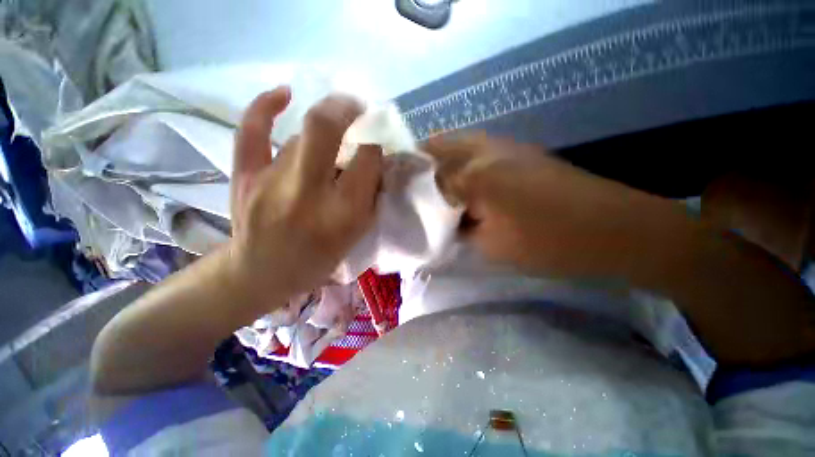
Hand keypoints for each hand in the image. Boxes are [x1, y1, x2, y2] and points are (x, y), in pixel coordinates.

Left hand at [228, 87, 382, 301]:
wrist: (263, 272)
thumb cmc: (319, 258)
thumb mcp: (358, 233)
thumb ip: (371, 195)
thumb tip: (375, 158)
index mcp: (342, 212)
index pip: (366, 159)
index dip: (375, 143)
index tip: (376, 140)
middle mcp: (307, 192)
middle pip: (326, 128)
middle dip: (347, 109)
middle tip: (359, 109)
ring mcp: (270, 181)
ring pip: (302, 137)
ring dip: (322, 134)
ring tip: (331, 143)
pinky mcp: (244, 176)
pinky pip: (251, 130)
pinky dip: (265, 106)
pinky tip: (283, 94)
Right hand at [425, 132, 661, 277]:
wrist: (613, 228)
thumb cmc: (548, 241)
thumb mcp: (492, 244)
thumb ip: (461, 229)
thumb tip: (447, 220)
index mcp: (474, 174)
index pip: (427, 170)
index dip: (410, 178)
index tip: (400, 190)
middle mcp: (486, 150)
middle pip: (440, 146)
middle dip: (422, 162)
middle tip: (413, 186)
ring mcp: (506, 147)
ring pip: (460, 145)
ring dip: (442, 161)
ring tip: (434, 185)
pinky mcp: (521, 153)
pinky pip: (479, 151)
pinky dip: (463, 162)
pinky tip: (464, 183)